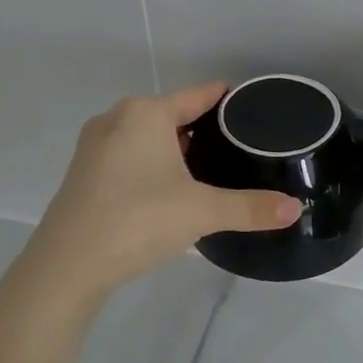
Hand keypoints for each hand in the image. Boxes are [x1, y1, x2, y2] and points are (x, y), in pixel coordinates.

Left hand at [15, 83, 300, 302]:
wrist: (66, 267)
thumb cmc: (137, 220)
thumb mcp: (201, 211)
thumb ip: (251, 207)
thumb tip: (296, 209)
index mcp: (145, 113)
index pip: (199, 95)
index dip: (229, 101)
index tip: (257, 110)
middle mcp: (117, 120)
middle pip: (173, 114)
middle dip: (205, 129)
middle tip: (242, 149)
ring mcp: (95, 146)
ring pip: (149, 136)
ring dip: (177, 148)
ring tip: (213, 169)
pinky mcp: (85, 173)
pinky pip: (130, 156)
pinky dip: (154, 164)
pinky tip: (172, 189)